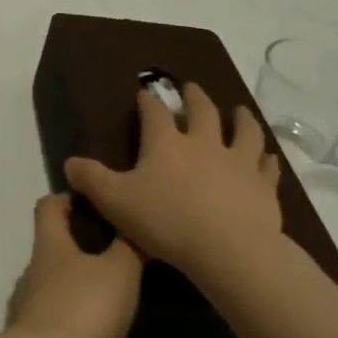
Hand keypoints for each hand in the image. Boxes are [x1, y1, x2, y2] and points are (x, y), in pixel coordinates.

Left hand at [7, 193, 142, 337]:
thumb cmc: (83, 308)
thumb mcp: (118, 270)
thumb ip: (129, 246)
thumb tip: (135, 221)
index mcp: (49, 246)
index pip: (49, 207)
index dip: (68, 198)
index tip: (96, 198)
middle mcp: (35, 274)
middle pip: (54, 249)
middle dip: (83, 247)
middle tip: (122, 250)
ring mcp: (34, 312)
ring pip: (59, 288)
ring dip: (83, 288)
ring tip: (121, 294)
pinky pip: (62, 324)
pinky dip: (81, 324)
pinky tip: (106, 332)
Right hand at [64, 85, 283, 277]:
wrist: (229, 250)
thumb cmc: (167, 221)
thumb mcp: (116, 201)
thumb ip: (92, 180)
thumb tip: (69, 163)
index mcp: (166, 143)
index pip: (154, 113)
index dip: (148, 102)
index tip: (144, 93)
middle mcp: (204, 143)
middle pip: (202, 111)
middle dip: (194, 97)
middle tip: (191, 87)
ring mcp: (238, 162)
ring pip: (243, 131)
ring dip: (241, 118)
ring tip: (239, 110)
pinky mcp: (263, 187)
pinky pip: (266, 166)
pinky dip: (266, 159)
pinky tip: (268, 157)